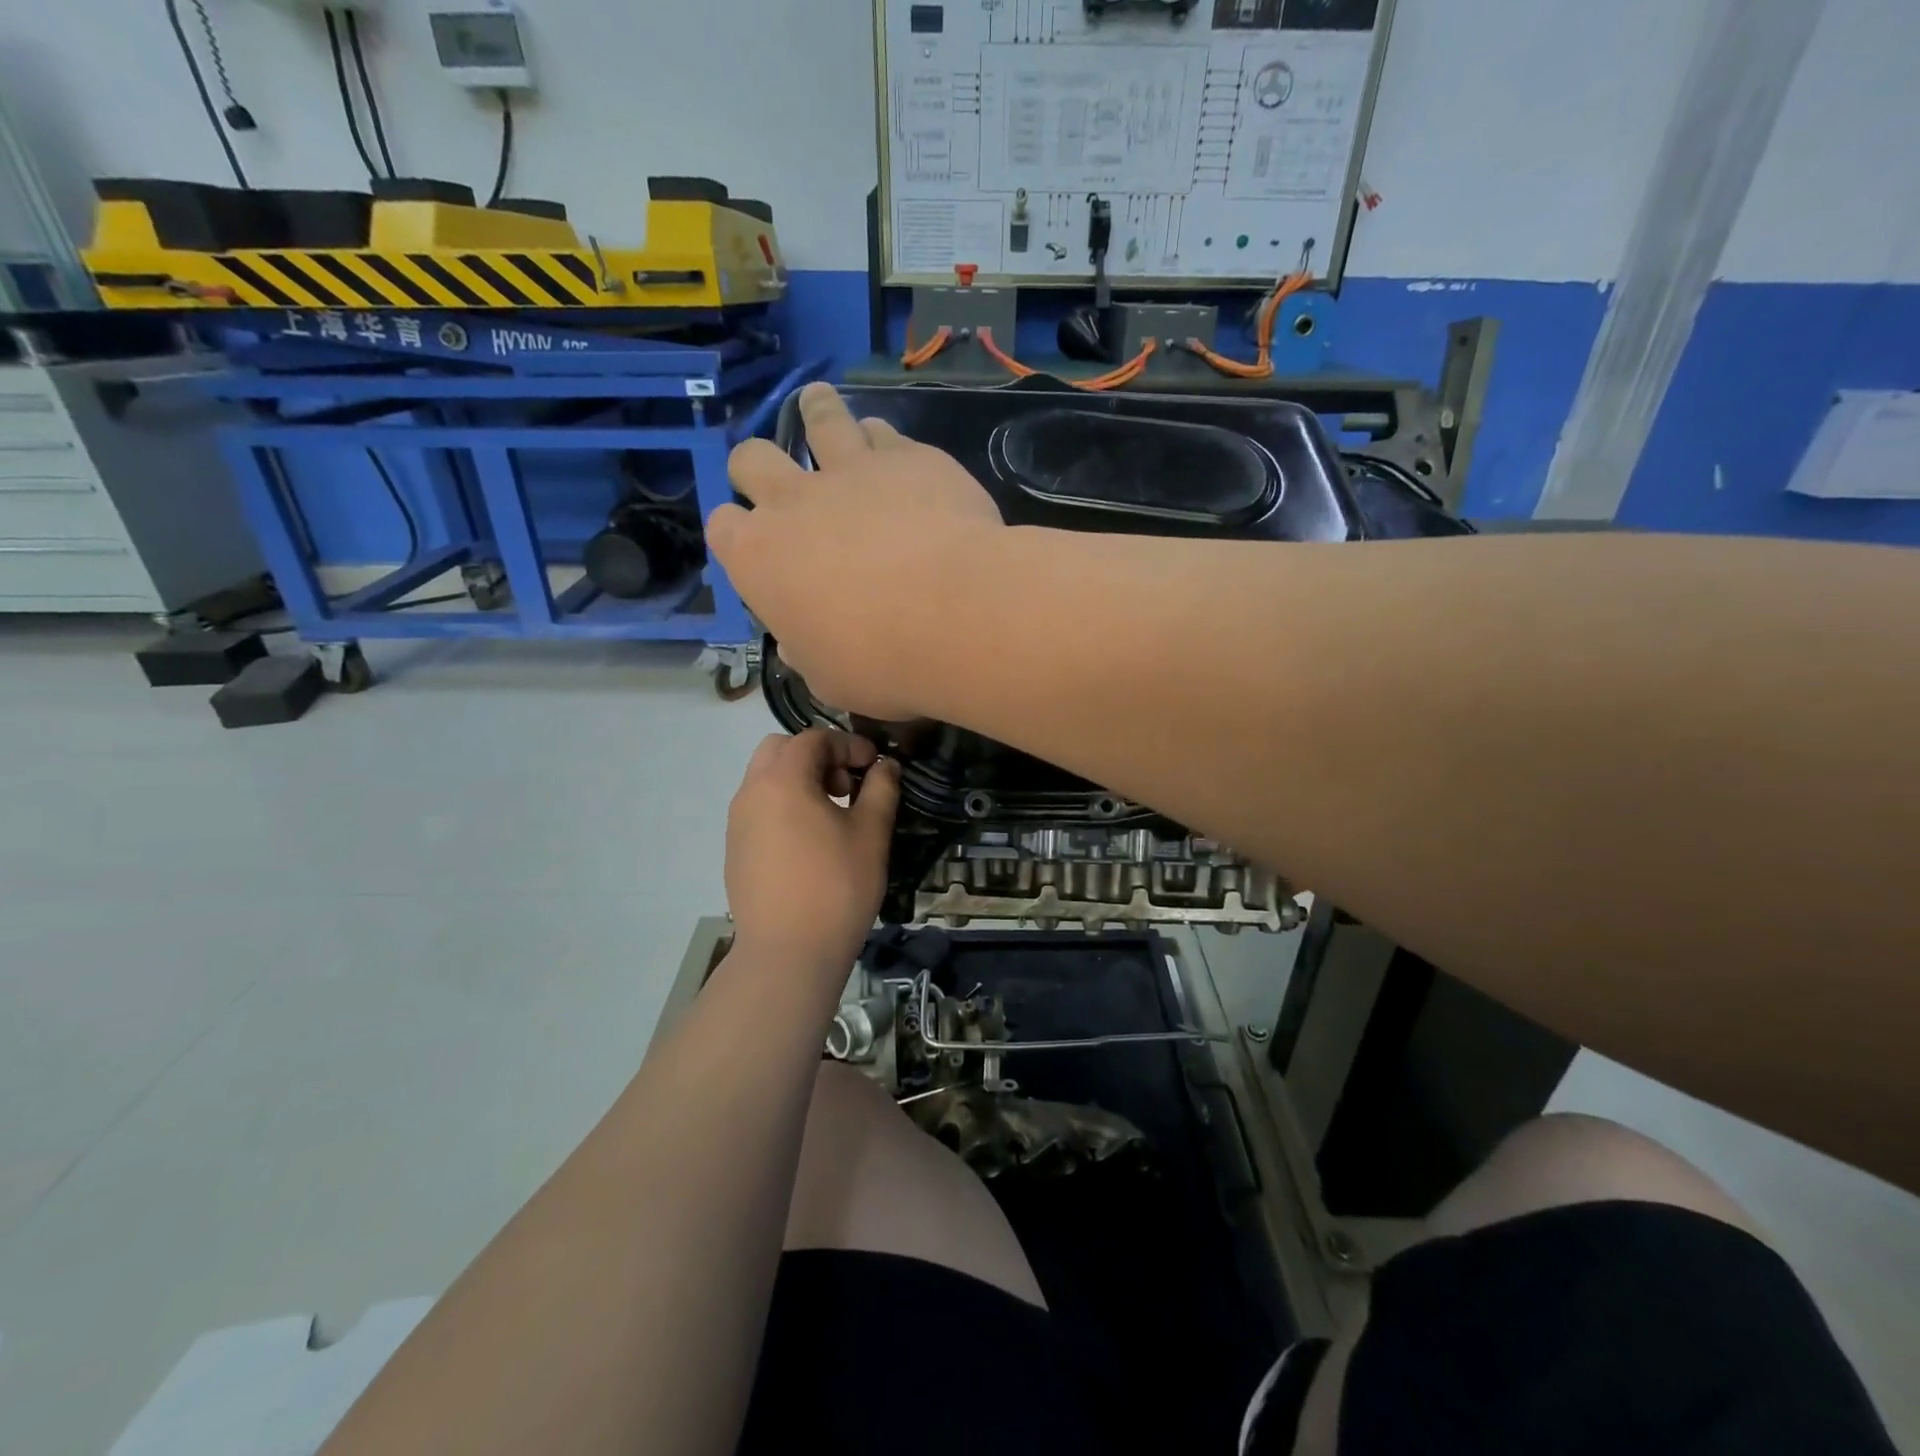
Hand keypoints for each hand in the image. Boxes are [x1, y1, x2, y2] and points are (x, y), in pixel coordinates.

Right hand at [707, 383, 1003, 718]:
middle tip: (775, 476)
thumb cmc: (881, 661)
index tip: (756, 545)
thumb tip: (800, 640)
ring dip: (816, 413)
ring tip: (818, 407)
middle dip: (756, 466)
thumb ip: (807, 649)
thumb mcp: (829, 677)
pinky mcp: (909, 456)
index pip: (724, 528)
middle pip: (752, 458)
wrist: (956, 615)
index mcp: (760, 557)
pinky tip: (894, 452)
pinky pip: (883, 431)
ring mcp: (852, 469)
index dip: (737, 533)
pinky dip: (881, 440)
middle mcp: (795, 501)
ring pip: (819, 417)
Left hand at [724, 729, 901, 972]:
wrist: (787, 953)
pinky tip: (809, 842)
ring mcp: (737, 822)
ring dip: (798, 780)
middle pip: (780, 750)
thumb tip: (885, 766)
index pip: (814, 739)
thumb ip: (880, 790)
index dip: (849, 744)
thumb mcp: (871, 834)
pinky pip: (759, 809)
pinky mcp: (735, 850)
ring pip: (765, 779)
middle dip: (816, 756)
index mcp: (783, 780)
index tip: (874, 765)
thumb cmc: (836, 886)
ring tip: (831, 814)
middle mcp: (752, 792)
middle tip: (846, 786)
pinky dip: (783, 806)